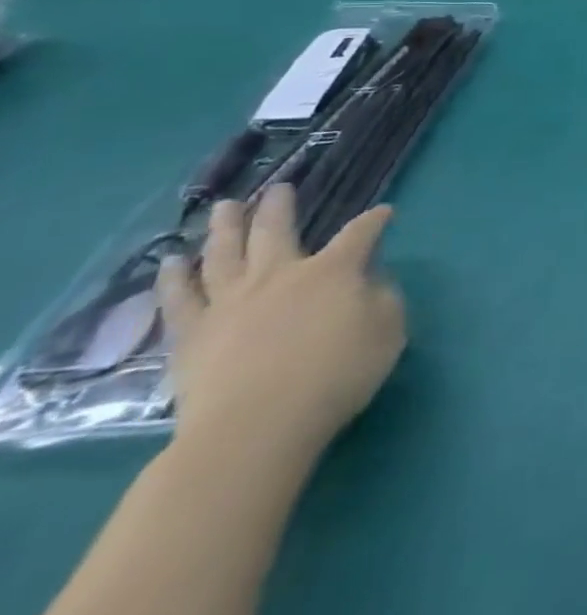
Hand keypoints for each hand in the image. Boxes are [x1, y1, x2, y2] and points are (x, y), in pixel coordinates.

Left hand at [156, 185, 405, 464]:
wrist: (255, 426)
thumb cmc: (336, 374)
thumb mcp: (387, 332)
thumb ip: (382, 299)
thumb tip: (369, 281)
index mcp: (333, 272)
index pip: (360, 234)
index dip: (375, 221)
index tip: (384, 213)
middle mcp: (281, 275)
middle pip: (278, 231)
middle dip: (280, 207)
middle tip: (278, 188)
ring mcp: (231, 302)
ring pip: (224, 253)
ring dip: (225, 226)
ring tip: (223, 207)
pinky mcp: (192, 334)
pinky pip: (179, 298)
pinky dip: (174, 277)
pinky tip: (171, 261)